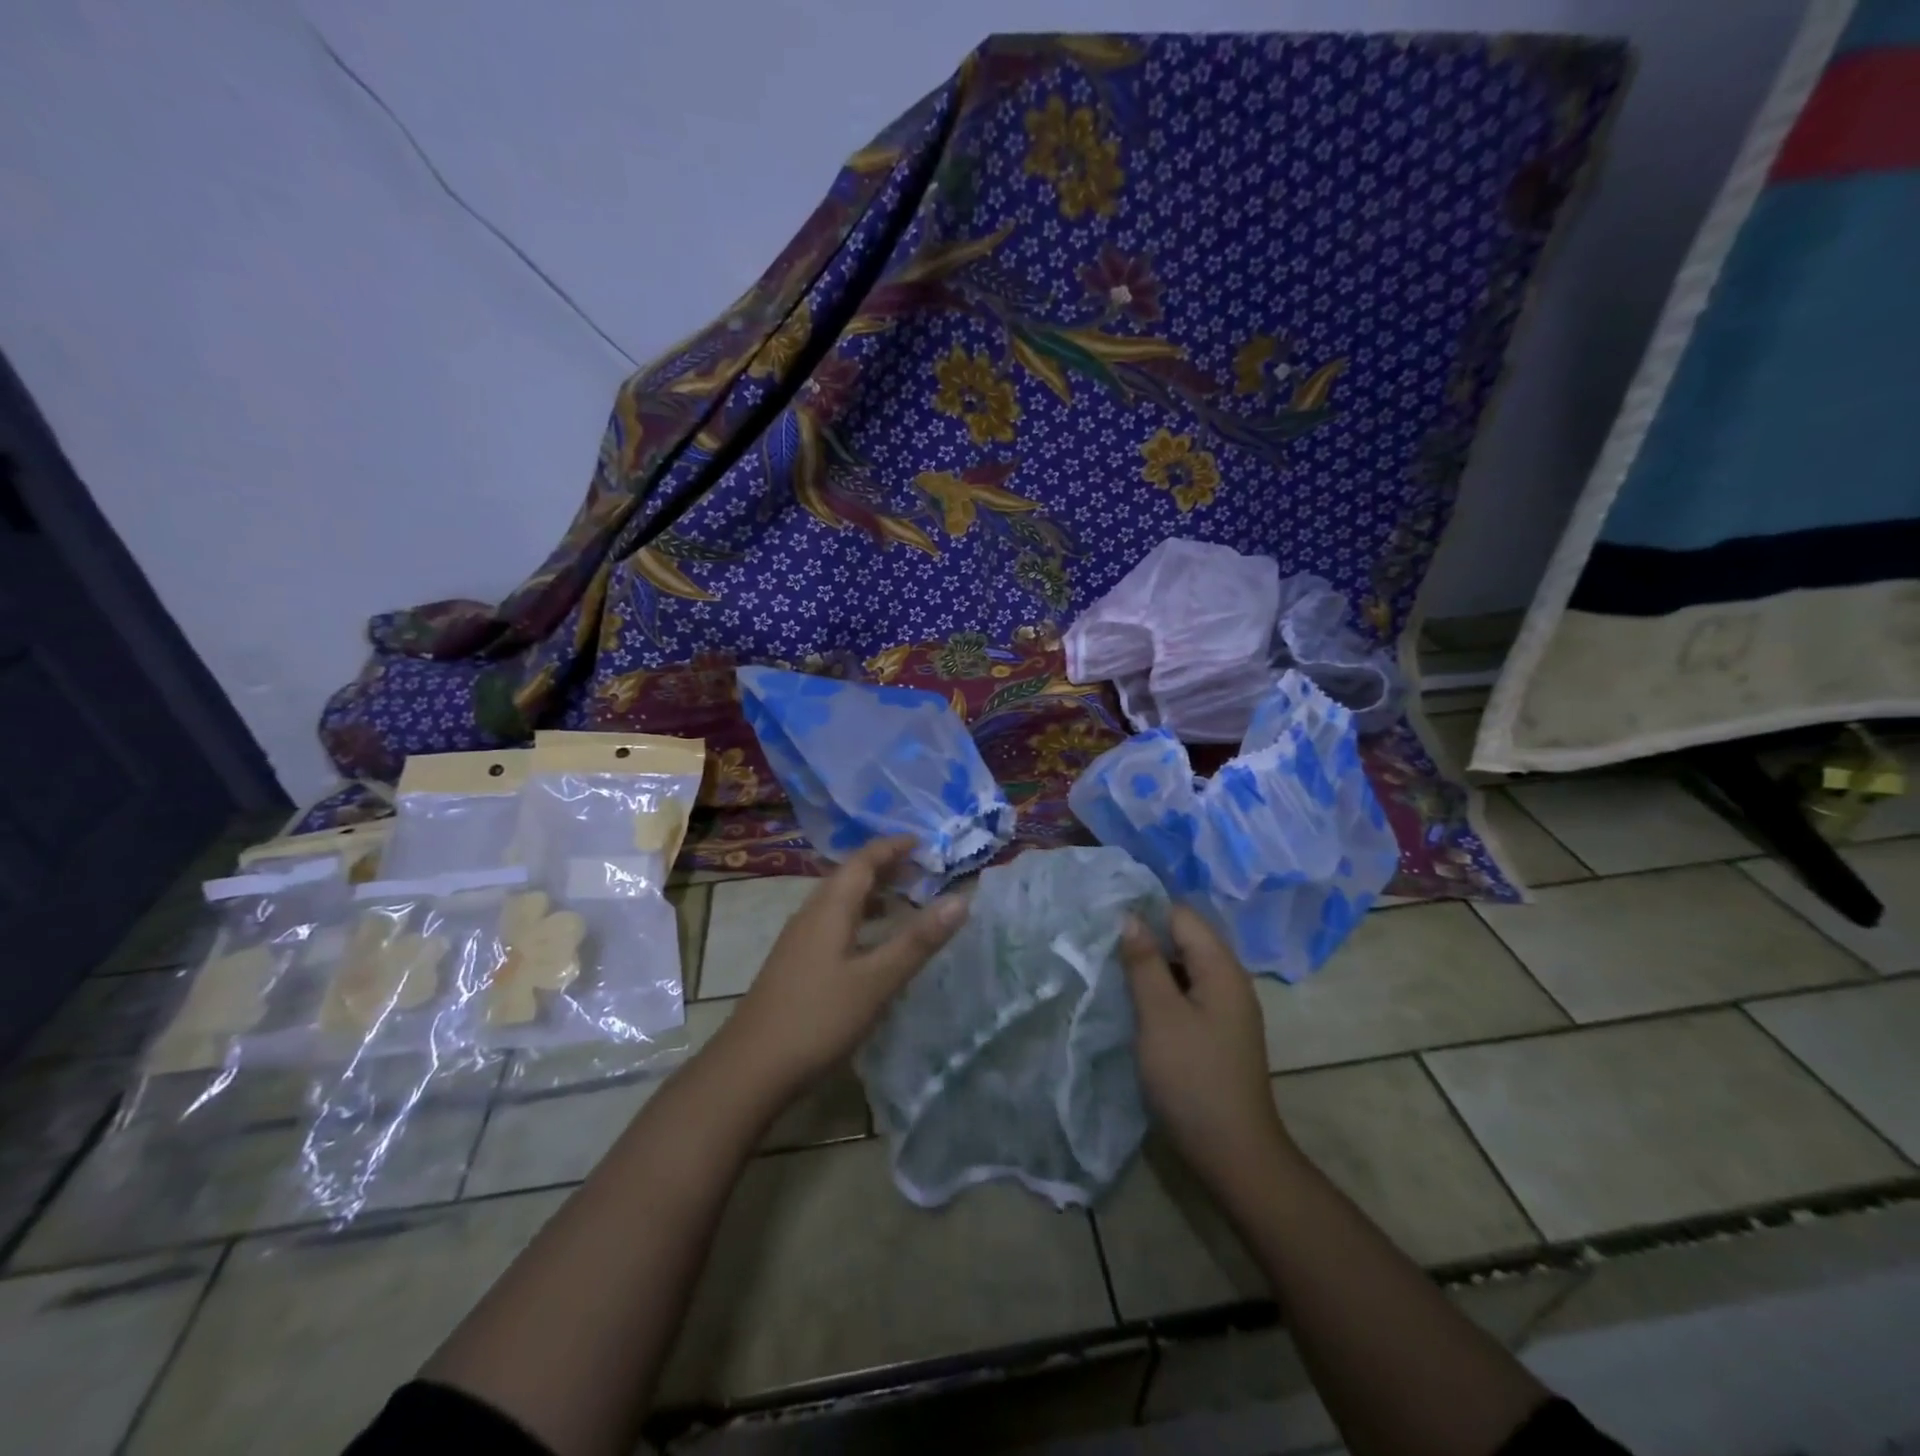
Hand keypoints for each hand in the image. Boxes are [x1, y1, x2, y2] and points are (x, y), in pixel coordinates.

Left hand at [711, 836, 967, 1108]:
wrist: (749, 1070)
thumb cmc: (818, 1019)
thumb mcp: (877, 981)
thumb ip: (918, 940)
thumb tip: (962, 899)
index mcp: (830, 909)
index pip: (863, 860)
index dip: (892, 847)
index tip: (923, 841)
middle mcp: (811, 915)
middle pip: (849, 877)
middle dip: (885, 867)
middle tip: (922, 870)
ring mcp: (798, 941)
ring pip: (839, 903)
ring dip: (871, 895)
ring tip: (903, 901)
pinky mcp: (794, 965)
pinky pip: (832, 925)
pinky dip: (859, 920)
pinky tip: (871, 945)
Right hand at [1121, 905, 1293, 1195]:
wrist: (1234, 1154)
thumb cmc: (1193, 1078)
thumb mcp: (1160, 1016)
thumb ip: (1144, 963)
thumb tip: (1130, 917)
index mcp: (1221, 969)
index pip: (1182, 915)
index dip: (1145, 909)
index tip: (1104, 913)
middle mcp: (1229, 981)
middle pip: (1184, 939)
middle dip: (1144, 935)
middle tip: (1099, 937)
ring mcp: (1225, 1009)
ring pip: (1183, 967)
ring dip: (1150, 963)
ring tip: (1108, 963)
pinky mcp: (1216, 1032)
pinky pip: (1185, 993)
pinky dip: (1160, 988)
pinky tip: (1132, 997)